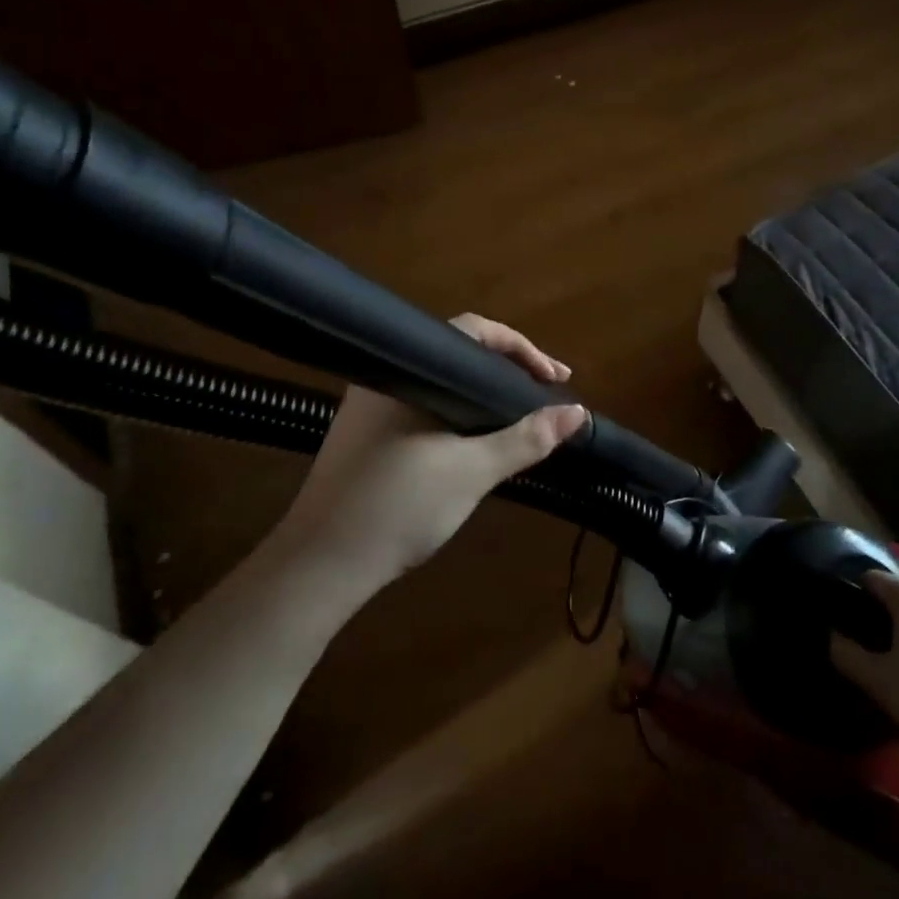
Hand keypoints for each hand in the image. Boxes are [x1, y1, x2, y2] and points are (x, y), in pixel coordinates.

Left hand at [279, 314, 586, 590]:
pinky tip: (476, 436)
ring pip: (442, 382)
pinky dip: (459, 411)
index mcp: (407, 371)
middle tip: (546, 391)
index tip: (557, 378)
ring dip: (483, 393)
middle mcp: (386, 378)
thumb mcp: (472, 472)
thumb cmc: (398, 507)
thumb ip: (526, 439)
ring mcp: (370, 406)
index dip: (523, 349)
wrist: (321, 566)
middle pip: (459, 353)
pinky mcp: (366, 435)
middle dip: (507, 369)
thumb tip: (577, 413)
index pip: (474, 332)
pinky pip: (425, 404)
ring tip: (520, 413)